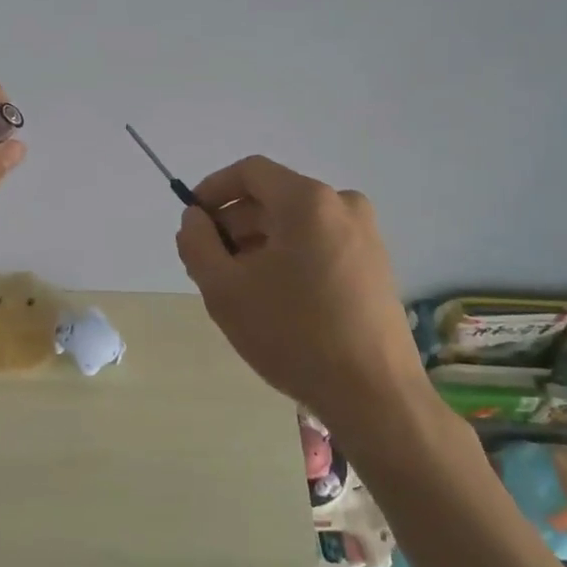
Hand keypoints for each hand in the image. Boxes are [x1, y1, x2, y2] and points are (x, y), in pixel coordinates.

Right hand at [175, 155, 409, 414]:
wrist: (374, 395)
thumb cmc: (293, 334)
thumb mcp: (224, 289)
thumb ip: (197, 243)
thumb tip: (195, 218)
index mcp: (308, 201)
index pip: (249, 172)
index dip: (212, 190)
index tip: (192, 222)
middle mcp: (342, 205)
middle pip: (273, 198)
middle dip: (234, 224)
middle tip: (209, 264)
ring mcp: (365, 235)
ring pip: (295, 223)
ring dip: (259, 243)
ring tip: (239, 287)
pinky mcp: (375, 264)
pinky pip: (318, 243)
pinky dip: (288, 257)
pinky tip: (275, 298)